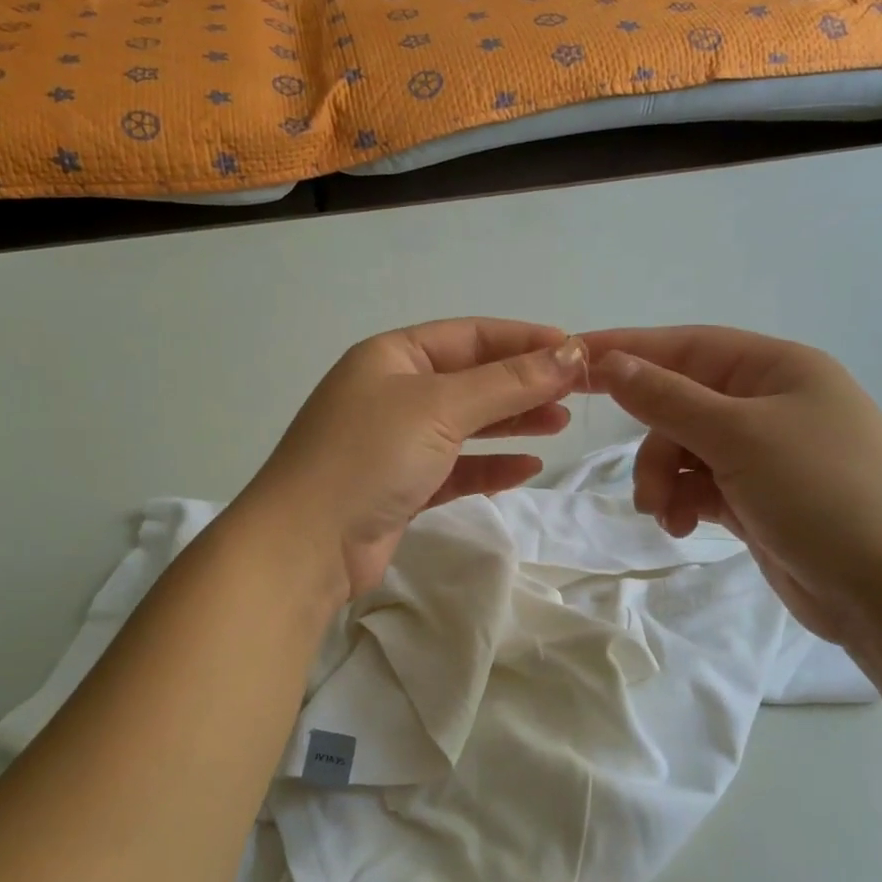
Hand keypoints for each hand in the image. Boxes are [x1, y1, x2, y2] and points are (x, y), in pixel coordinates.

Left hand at [246, 319, 587, 600]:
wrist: (305, 545)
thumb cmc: (369, 456)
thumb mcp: (440, 407)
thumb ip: (508, 382)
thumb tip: (570, 352)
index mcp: (392, 356)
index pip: (470, 336)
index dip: (524, 340)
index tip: (576, 350)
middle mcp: (392, 393)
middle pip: (471, 379)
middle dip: (522, 383)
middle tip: (575, 393)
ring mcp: (394, 443)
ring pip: (465, 424)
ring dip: (511, 422)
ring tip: (560, 423)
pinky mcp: (401, 488)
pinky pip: (455, 468)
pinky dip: (489, 466)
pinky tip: (526, 468)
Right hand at [584, 327, 881, 646]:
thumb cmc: (823, 494)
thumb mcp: (739, 437)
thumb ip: (667, 399)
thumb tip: (609, 363)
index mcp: (777, 369)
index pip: (686, 346)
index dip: (627, 350)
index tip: (570, 359)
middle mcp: (771, 403)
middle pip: (681, 404)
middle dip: (655, 445)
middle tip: (646, 488)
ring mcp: (766, 453)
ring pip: (685, 450)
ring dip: (665, 481)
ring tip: (667, 516)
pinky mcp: (758, 497)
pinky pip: (701, 485)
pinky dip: (685, 503)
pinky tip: (684, 528)